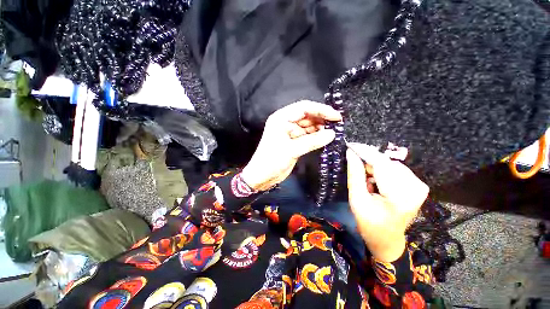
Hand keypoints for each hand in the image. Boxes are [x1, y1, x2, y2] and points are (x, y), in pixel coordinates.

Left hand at [241, 100, 341, 190]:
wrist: (262, 176)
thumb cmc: (272, 161)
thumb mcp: (292, 150)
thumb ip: (312, 141)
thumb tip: (332, 134)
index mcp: (281, 118)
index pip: (304, 108)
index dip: (321, 110)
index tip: (336, 116)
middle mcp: (285, 122)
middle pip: (307, 115)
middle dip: (322, 118)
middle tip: (337, 124)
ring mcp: (290, 131)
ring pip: (308, 125)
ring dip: (320, 127)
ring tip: (334, 131)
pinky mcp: (293, 140)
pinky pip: (307, 135)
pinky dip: (316, 136)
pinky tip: (325, 138)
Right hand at [346, 143, 428, 261]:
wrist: (387, 239)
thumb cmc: (369, 223)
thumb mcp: (356, 199)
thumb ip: (355, 174)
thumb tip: (351, 153)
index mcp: (400, 196)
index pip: (381, 164)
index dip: (365, 152)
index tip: (351, 146)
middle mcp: (416, 188)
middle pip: (386, 163)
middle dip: (369, 165)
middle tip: (361, 178)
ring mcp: (420, 186)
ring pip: (390, 164)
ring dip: (375, 170)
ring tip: (370, 184)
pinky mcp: (419, 186)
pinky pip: (396, 169)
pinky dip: (383, 173)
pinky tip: (379, 184)